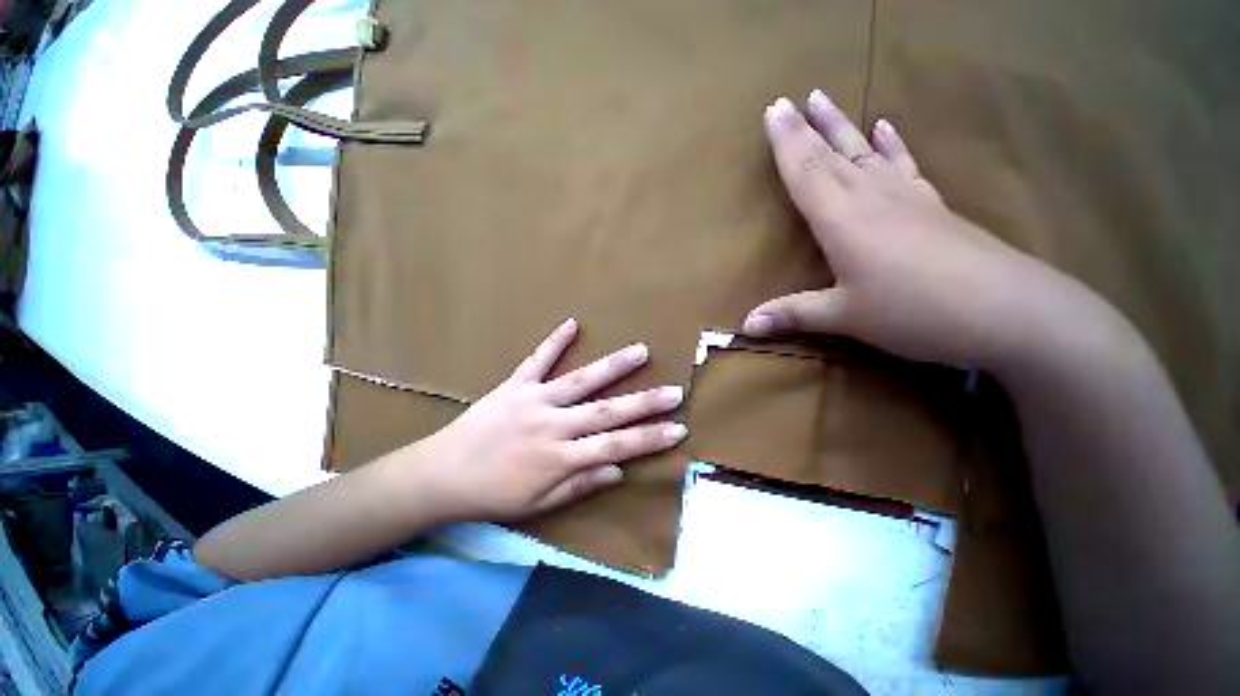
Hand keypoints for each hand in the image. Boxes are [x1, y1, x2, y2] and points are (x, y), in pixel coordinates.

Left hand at [413, 319, 686, 521]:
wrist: (441, 475)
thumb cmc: (493, 495)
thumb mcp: (538, 505)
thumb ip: (580, 486)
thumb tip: (618, 470)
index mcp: (560, 458)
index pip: (616, 446)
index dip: (650, 438)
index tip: (678, 428)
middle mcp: (553, 425)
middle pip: (607, 412)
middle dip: (645, 402)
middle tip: (675, 391)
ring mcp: (534, 400)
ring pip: (581, 380)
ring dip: (612, 366)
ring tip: (640, 351)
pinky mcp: (514, 384)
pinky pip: (537, 360)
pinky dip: (554, 341)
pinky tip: (572, 323)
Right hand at [743, 91, 1105, 369]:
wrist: (1009, 311)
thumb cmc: (915, 311)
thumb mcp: (845, 317)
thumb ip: (793, 314)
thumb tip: (747, 325)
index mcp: (843, 220)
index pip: (807, 172)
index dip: (786, 143)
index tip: (771, 110)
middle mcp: (872, 198)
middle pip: (832, 155)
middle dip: (806, 128)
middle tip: (787, 100)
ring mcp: (906, 198)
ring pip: (865, 153)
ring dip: (841, 126)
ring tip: (824, 99)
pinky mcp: (932, 208)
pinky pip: (905, 167)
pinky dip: (892, 145)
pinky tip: (886, 127)